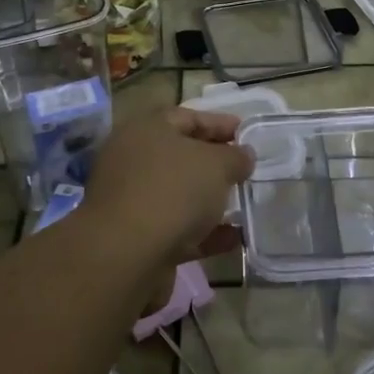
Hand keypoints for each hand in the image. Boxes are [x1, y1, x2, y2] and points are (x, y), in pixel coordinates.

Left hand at [80, 108, 254, 270]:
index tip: (246, 133)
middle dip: (215, 163)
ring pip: (179, 194)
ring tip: (244, 204)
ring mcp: (133, 200)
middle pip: (181, 156)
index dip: (219, 123)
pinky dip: (204, 232)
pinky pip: (178, 228)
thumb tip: (244, 154)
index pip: (187, 117)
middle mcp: (134, 160)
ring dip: (210, 199)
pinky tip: (233, 238)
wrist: (127, 255)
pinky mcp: (137, 238)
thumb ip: (235, 157)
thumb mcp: (216, 165)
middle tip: (245, 169)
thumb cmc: (173, 191)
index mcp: (146, 130)